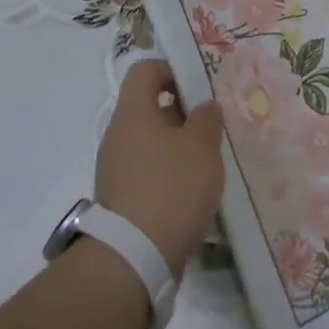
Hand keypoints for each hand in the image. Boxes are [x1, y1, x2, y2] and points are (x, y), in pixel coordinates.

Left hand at [95, 60, 224, 275]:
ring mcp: (116, 169)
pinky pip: (148, 173)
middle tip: (212, 125)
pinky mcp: (121, 200)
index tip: (199, 85)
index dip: (172, 70)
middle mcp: (118, 135)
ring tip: (208, 162)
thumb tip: (204, 107)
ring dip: (178, 147)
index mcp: (133, 112)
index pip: (145, 71)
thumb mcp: (202, 146)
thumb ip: (207, 119)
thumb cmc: (171, 187)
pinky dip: (169, 176)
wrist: (134, 259)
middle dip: (182, 113)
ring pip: (151, 143)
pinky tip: (193, 192)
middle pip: (150, 108)